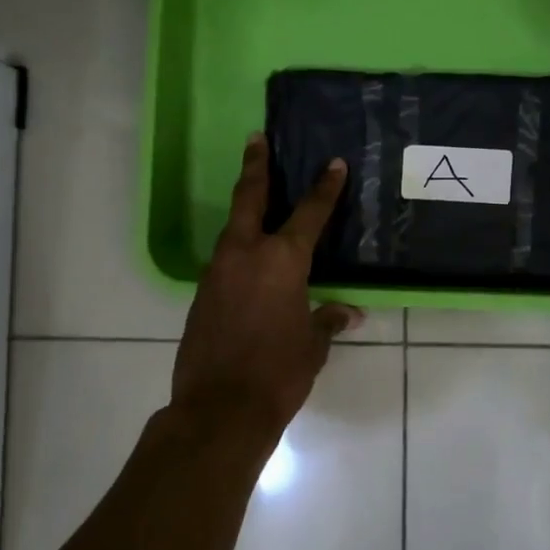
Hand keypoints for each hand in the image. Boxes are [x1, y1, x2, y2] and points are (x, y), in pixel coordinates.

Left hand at [171, 134, 362, 443]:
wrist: (219, 409)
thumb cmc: (278, 373)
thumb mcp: (312, 345)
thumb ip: (327, 320)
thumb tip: (349, 313)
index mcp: (281, 260)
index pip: (309, 213)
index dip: (324, 188)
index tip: (332, 164)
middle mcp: (245, 255)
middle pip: (249, 198)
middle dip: (256, 166)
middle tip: (256, 139)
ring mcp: (216, 273)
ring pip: (231, 229)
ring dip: (244, 210)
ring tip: (255, 197)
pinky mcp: (200, 295)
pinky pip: (223, 261)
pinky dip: (237, 250)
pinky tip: (247, 261)